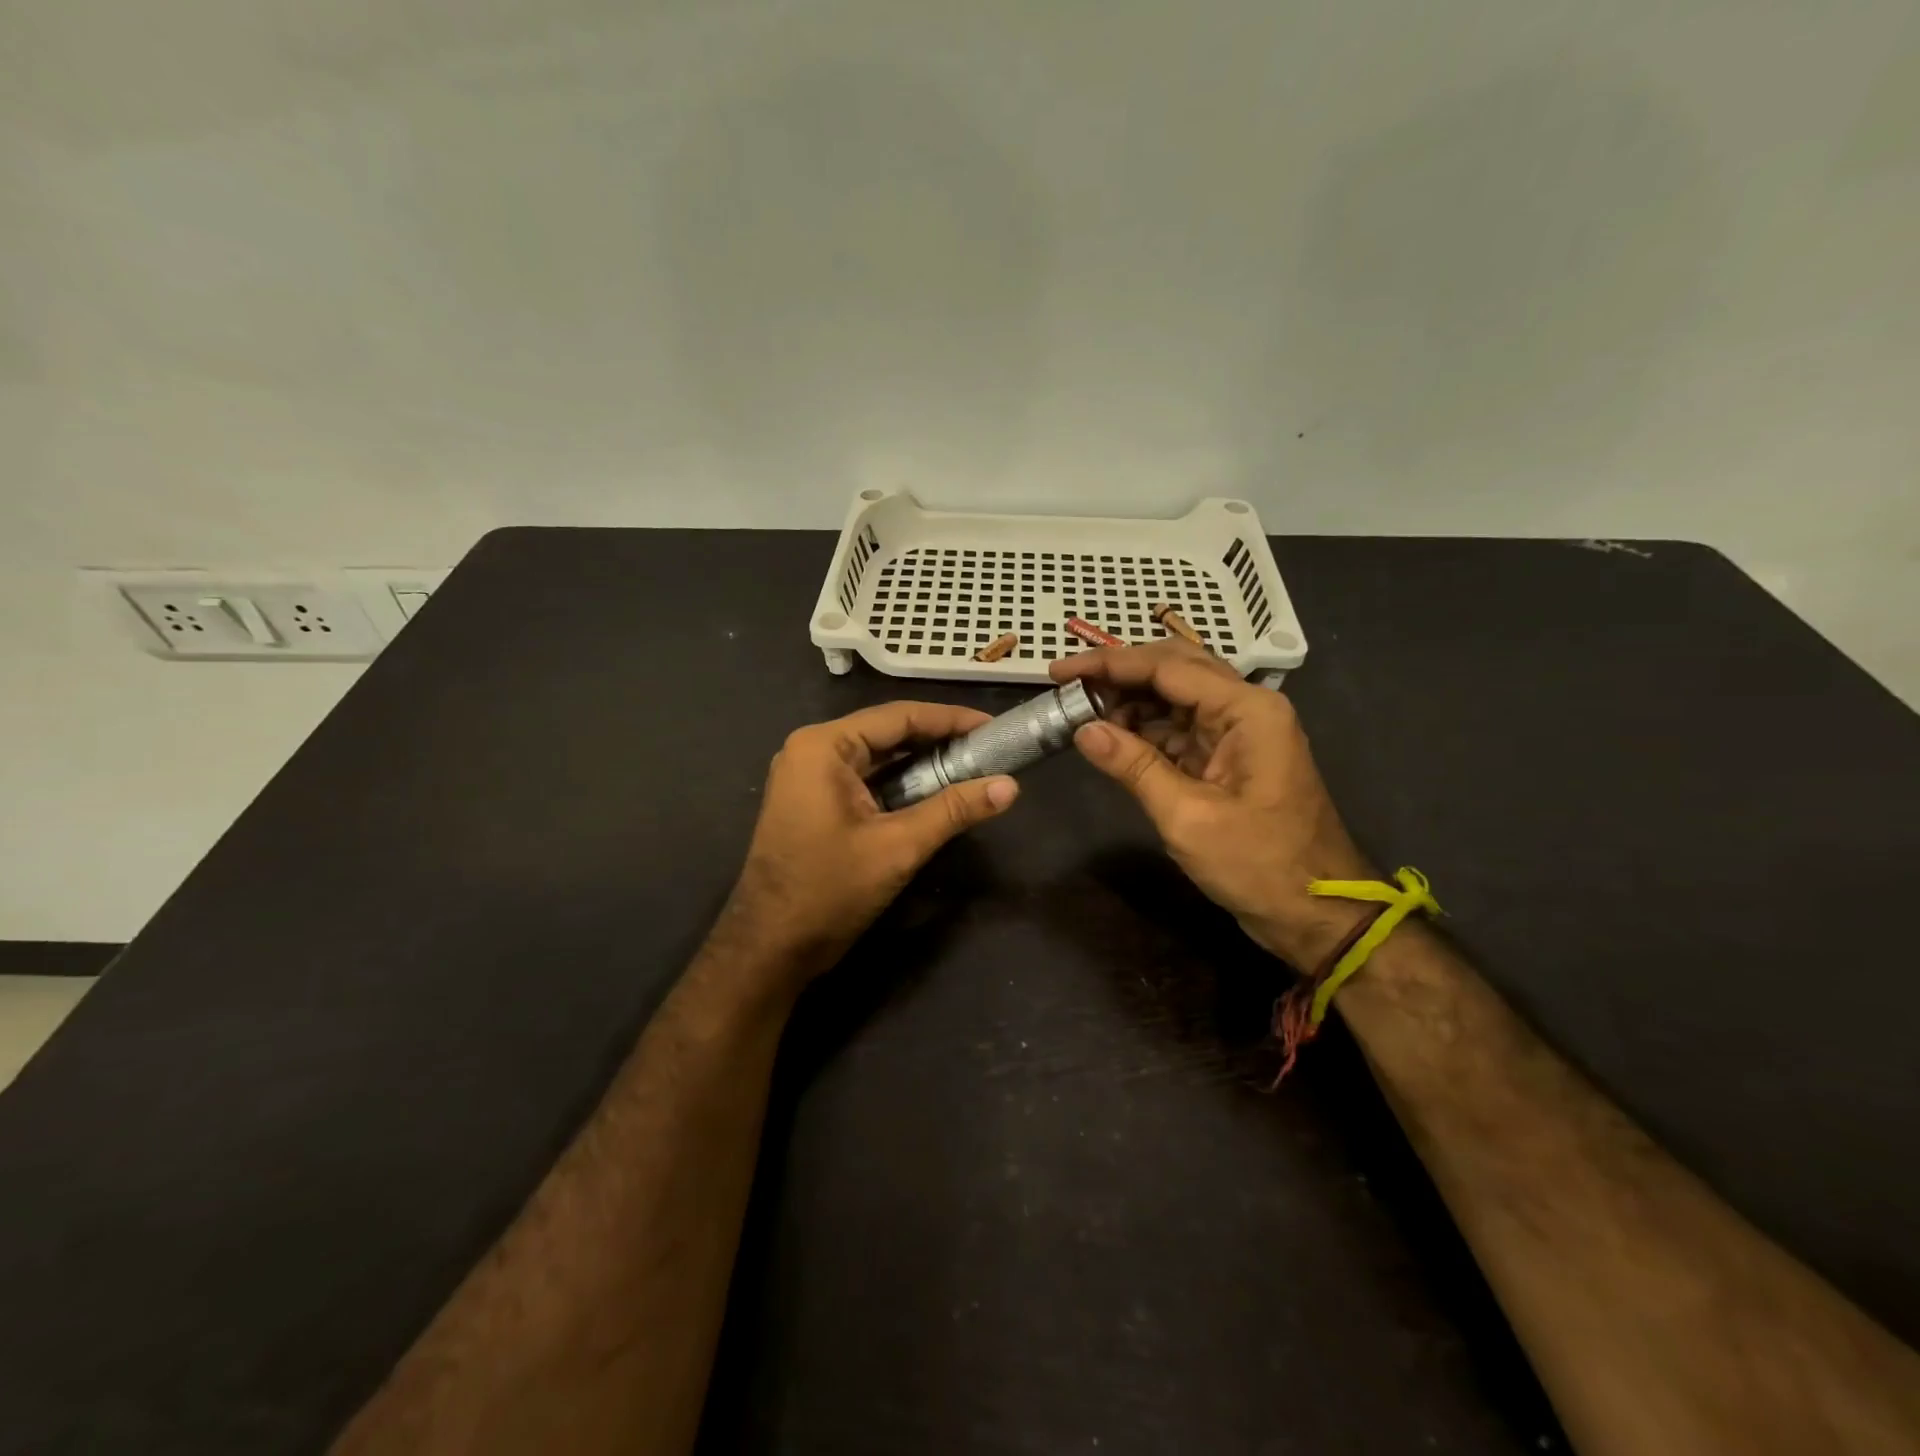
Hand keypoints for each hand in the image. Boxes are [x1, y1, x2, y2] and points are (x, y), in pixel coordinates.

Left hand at [715, 701, 1019, 988]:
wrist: (769, 948)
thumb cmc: (829, 891)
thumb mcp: (899, 847)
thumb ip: (954, 810)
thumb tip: (1010, 787)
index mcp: (824, 746)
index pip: (899, 717)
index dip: (951, 719)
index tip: (993, 727)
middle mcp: (812, 750)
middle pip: (887, 732)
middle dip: (939, 741)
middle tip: (989, 749)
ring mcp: (808, 776)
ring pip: (877, 757)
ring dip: (921, 763)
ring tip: (972, 767)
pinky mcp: (812, 801)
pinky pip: (865, 779)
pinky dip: (899, 783)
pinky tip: (934, 792)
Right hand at [1050, 641, 1374, 968]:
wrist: (1314, 914)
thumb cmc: (1258, 865)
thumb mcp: (1187, 817)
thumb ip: (1134, 766)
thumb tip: (1083, 730)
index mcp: (1246, 710)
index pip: (1167, 667)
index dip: (1109, 664)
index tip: (1060, 670)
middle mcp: (1245, 708)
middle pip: (1174, 669)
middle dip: (1119, 673)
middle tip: (1067, 685)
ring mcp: (1239, 732)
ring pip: (1175, 696)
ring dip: (1129, 701)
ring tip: (1081, 713)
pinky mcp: (1229, 758)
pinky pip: (1180, 728)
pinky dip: (1144, 729)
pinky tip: (1112, 737)